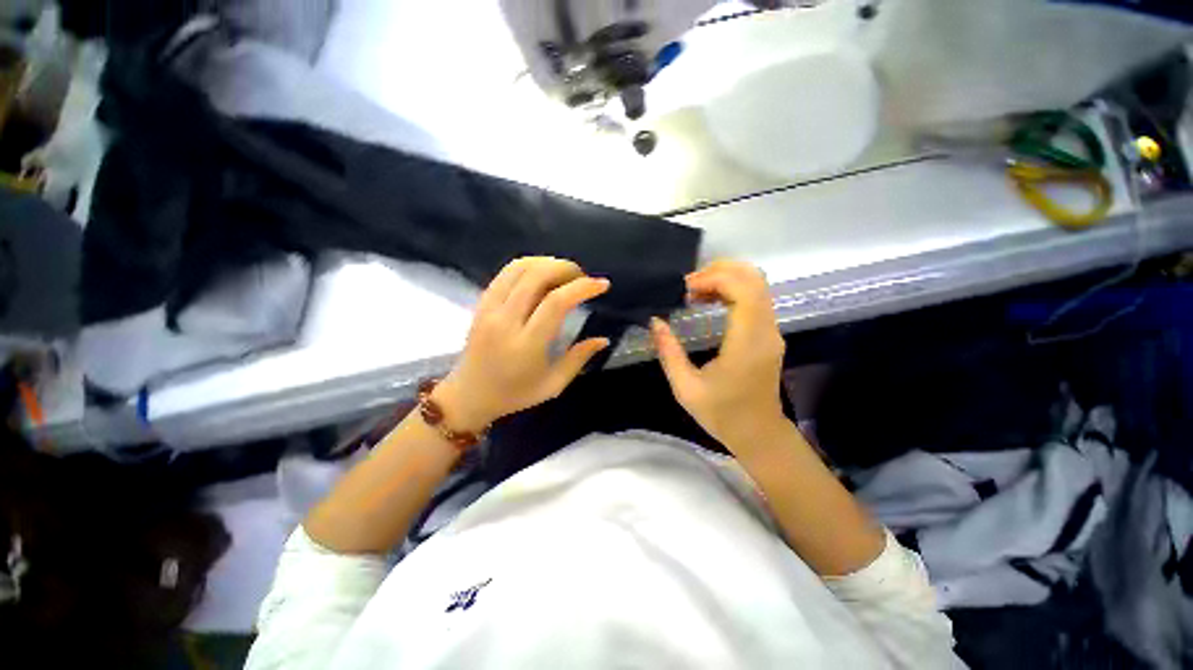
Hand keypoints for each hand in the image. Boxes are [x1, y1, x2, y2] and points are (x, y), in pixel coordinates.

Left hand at [436, 257, 610, 429]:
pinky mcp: (481, 303)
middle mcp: (506, 321)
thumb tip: (603, 339)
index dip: (582, 288)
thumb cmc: (515, 394)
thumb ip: (579, 359)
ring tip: (565, 273)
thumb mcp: (553, 385)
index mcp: (526, 345)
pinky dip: (528, 265)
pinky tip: (542, 273)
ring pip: (519, 268)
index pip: (556, 303)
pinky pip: (505, 273)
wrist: (469, 395)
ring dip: (547, 263)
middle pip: (537, 276)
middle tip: (582, 278)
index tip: (602, 285)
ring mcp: (489, 309)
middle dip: (566, 269)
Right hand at [651, 260, 786, 452]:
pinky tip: (707, 300)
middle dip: (718, 271)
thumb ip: (669, 352)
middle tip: (687, 286)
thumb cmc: (722, 414)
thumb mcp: (686, 388)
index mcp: (748, 343)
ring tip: (694, 291)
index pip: (742, 289)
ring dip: (724, 278)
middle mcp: (766, 330)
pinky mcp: (768, 333)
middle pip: (753, 277)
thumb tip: (655, 322)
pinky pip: (754, 297)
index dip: (712, 279)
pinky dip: (731, 289)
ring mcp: (771, 330)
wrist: (758, 434)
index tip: (684, 290)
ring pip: (756, 283)